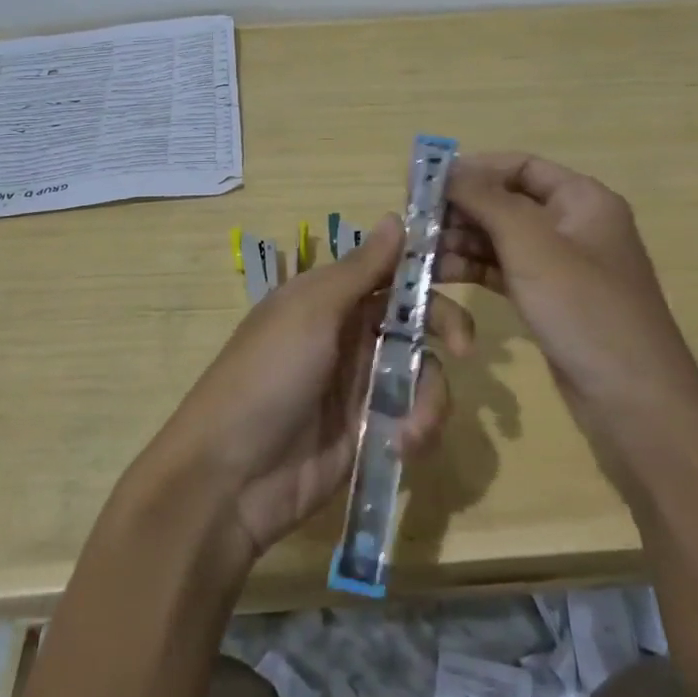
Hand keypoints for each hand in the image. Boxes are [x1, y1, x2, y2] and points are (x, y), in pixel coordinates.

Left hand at [148, 215, 473, 565]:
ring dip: (430, 397)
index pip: (390, 269)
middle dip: (445, 327)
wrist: (229, 478)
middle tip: (464, 346)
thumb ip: (360, 270)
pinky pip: (414, 417)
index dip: (427, 266)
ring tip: (412, 430)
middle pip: (416, 317)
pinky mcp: (370, 431)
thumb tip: (397, 218)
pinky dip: (419, 429)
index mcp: (330, 297)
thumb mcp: (310, 312)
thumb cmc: (267, 376)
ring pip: (422, 370)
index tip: (468, 264)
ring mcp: (362, 384)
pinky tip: (403, 447)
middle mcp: (350, 334)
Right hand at [441, 153, 694, 432]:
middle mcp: (573, 224)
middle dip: (461, 209)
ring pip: (501, 238)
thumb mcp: (531, 245)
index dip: (474, 169)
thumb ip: (485, 200)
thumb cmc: (584, 309)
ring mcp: (561, 265)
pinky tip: (439, 274)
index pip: (520, 166)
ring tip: (419, 252)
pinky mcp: (549, 299)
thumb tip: (444, 168)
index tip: (426, 182)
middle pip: (506, 201)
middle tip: (414, 222)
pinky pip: (504, 270)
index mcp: (583, 199)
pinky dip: (473, 268)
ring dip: (461, 241)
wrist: (633, 401)